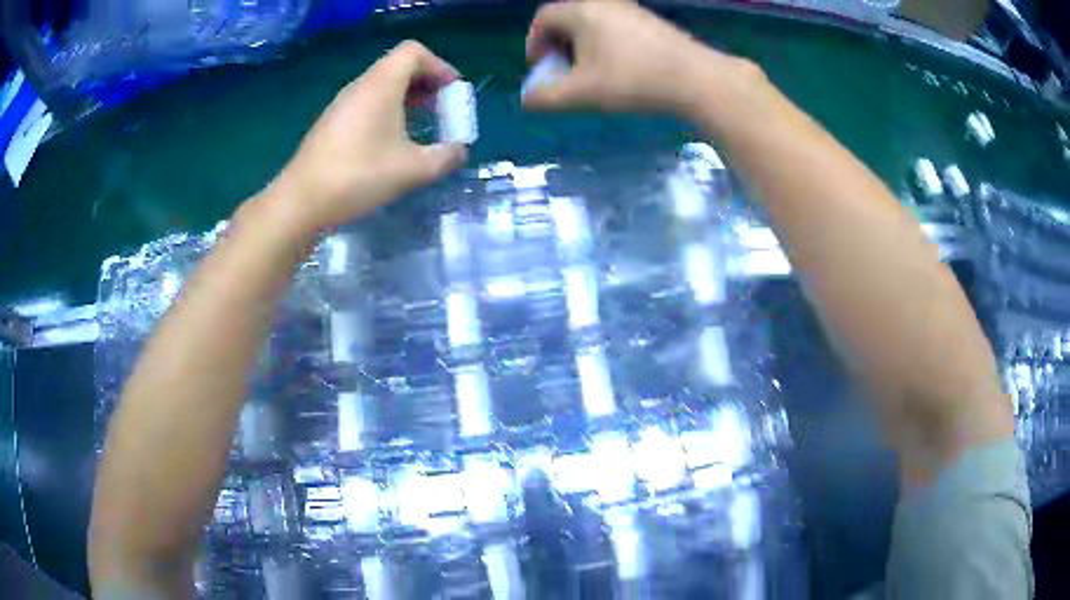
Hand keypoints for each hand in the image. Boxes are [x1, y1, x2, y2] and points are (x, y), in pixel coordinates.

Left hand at [271, 41, 467, 236]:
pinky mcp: (332, 123)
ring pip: (382, 86)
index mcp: (380, 85)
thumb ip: (445, 157)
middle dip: (427, 83)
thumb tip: (459, 151)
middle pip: (399, 67)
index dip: (439, 66)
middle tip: (442, 110)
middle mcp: (360, 86)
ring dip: (407, 99)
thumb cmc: (358, 176)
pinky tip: (391, 143)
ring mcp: (342, 104)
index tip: (452, 93)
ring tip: (421, 127)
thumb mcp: (412, 170)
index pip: (414, 52)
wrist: (301, 201)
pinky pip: (367, 103)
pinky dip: (388, 111)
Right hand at [524, 0, 747, 115]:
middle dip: (557, 45)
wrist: (695, 78)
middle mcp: (603, 3)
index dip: (534, 42)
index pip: (543, 17)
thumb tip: (527, 99)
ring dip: (582, 46)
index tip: (540, 68)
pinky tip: (618, 68)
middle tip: (563, 72)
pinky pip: (615, 27)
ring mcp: (630, 10)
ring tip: (590, 74)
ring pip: (592, 23)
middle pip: (567, 18)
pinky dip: (605, 44)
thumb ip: (547, 97)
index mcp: (581, 11)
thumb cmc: (632, 79)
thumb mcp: (582, 93)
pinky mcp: (650, 22)